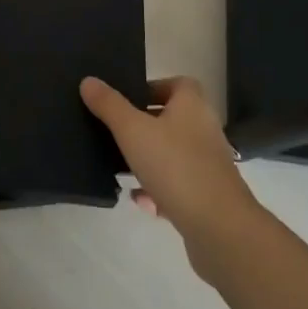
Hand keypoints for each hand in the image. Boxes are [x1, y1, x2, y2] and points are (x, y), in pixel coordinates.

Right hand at [80, 76, 266, 274]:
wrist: (219, 228)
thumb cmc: (175, 166)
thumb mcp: (132, 130)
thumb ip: (109, 105)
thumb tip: (88, 80)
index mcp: (192, 106)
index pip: (177, 84)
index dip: (153, 88)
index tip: (127, 100)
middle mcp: (205, 130)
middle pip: (172, 119)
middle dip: (144, 126)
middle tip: (116, 132)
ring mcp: (209, 165)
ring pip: (173, 155)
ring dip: (149, 160)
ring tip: (120, 167)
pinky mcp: (208, 197)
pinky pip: (178, 186)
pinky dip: (158, 190)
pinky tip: (140, 200)